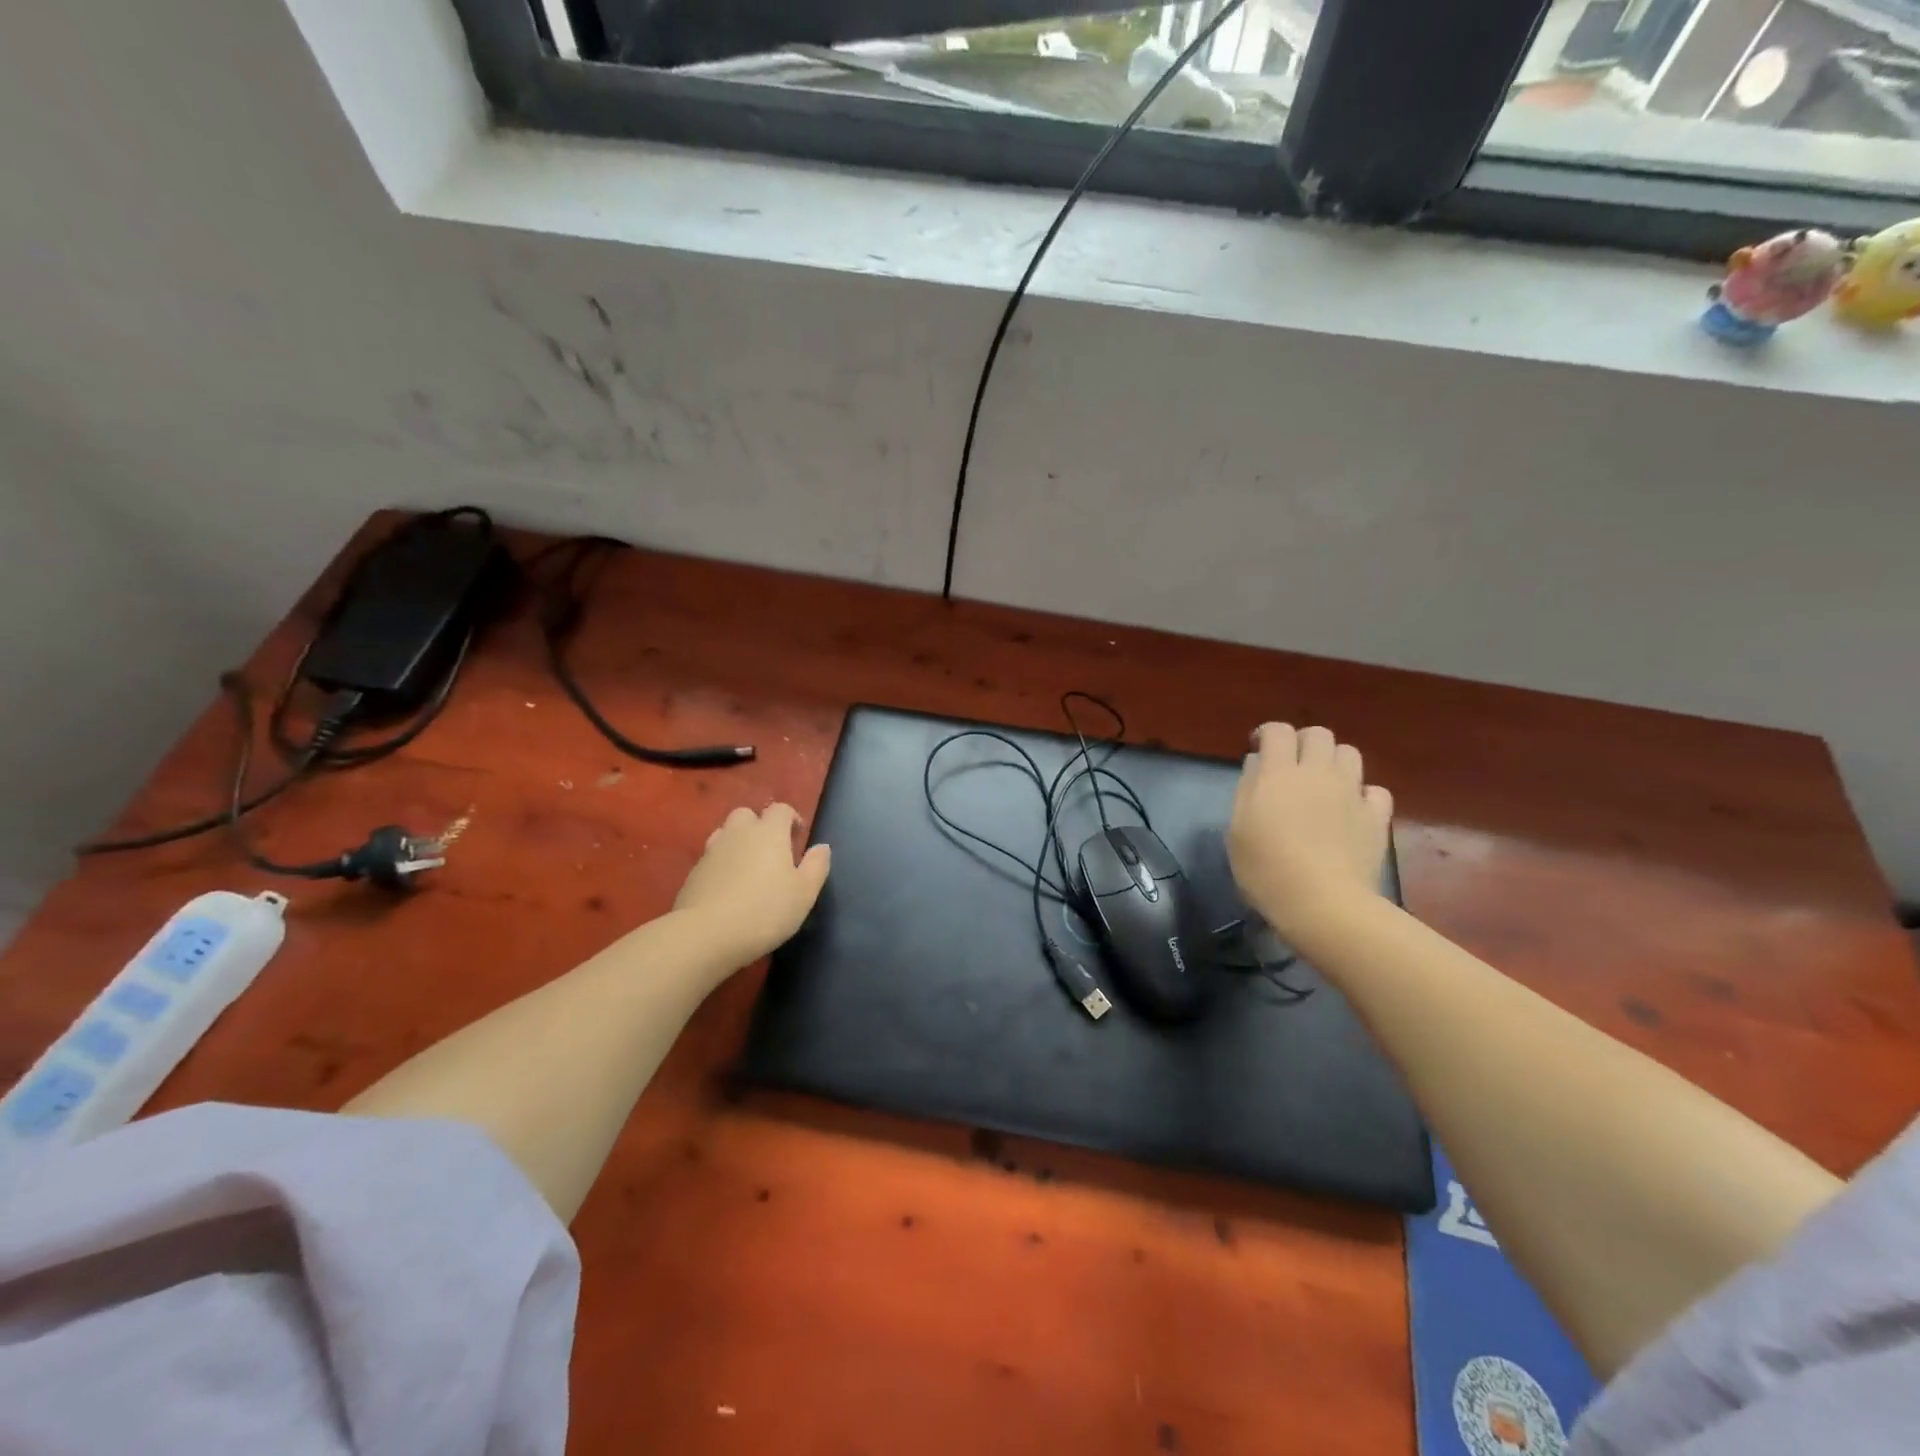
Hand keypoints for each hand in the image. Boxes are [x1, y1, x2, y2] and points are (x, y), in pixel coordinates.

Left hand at [674, 804, 830, 965]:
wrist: (706, 934)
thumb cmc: (765, 910)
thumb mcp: (804, 892)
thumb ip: (817, 866)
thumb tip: (822, 847)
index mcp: (769, 832)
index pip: (780, 809)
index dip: (791, 818)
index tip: (798, 837)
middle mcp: (738, 833)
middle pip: (747, 815)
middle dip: (759, 825)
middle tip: (771, 851)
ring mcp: (711, 852)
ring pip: (725, 834)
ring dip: (737, 843)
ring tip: (748, 868)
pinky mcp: (693, 873)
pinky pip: (711, 859)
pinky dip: (721, 865)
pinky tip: (727, 889)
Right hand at [1227, 724, 1392, 935]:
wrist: (1324, 904)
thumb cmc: (1266, 869)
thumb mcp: (1237, 830)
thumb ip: (1247, 789)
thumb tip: (1257, 764)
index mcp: (1279, 774)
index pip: (1277, 731)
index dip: (1266, 733)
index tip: (1256, 748)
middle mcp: (1318, 773)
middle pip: (1318, 734)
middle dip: (1303, 741)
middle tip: (1290, 764)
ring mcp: (1352, 793)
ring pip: (1349, 754)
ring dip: (1333, 761)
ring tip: (1322, 783)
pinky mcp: (1376, 817)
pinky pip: (1375, 790)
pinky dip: (1362, 793)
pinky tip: (1351, 809)